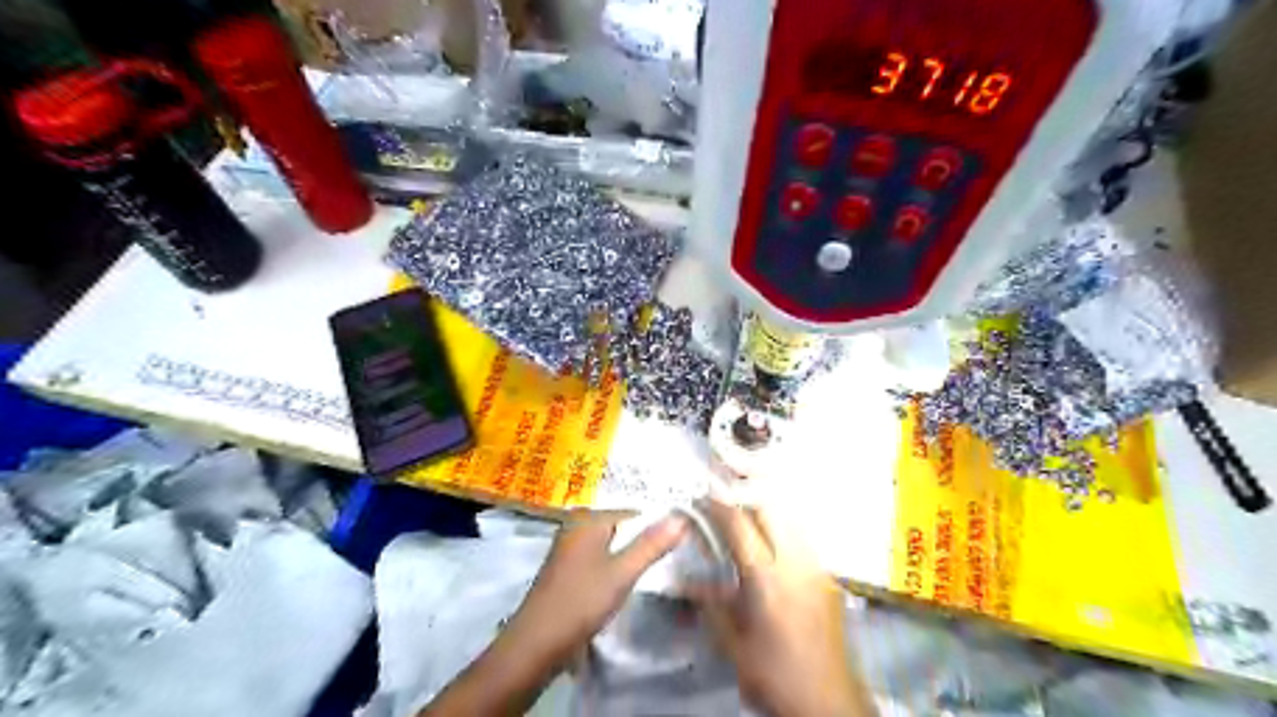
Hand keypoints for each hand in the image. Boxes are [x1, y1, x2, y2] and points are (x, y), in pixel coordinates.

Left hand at [505, 514, 695, 670]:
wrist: (535, 645)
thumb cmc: (580, 603)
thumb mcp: (622, 573)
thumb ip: (651, 544)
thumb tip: (682, 517)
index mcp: (588, 518)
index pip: (634, 513)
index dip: (657, 528)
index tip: (680, 546)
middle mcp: (576, 525)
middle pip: (622, 527)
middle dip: (643, 543)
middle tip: (670, 562)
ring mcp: (569, 547)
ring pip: (611, 545)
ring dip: (629, 558)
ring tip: (653, 574)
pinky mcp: (567, 569)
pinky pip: (599, 558)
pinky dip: (614, 568)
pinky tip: (624, 585)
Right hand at [688, 498, 879, 715]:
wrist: (831, 702)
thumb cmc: (775, 675)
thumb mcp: (733, 645)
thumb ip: (711, 606)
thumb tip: (688, 581)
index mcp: (766, 578)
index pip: (740, 524)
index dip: (719, 505)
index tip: (704, 495)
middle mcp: (795, 562)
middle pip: (771, 508)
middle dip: (745, 497)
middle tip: (725, 498)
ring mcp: (816, 567)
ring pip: (790, 518)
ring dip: (766, 509)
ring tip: (746, 514)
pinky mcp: (827, 577)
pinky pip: (802, 537)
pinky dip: (782, 528)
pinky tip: (771, 541)